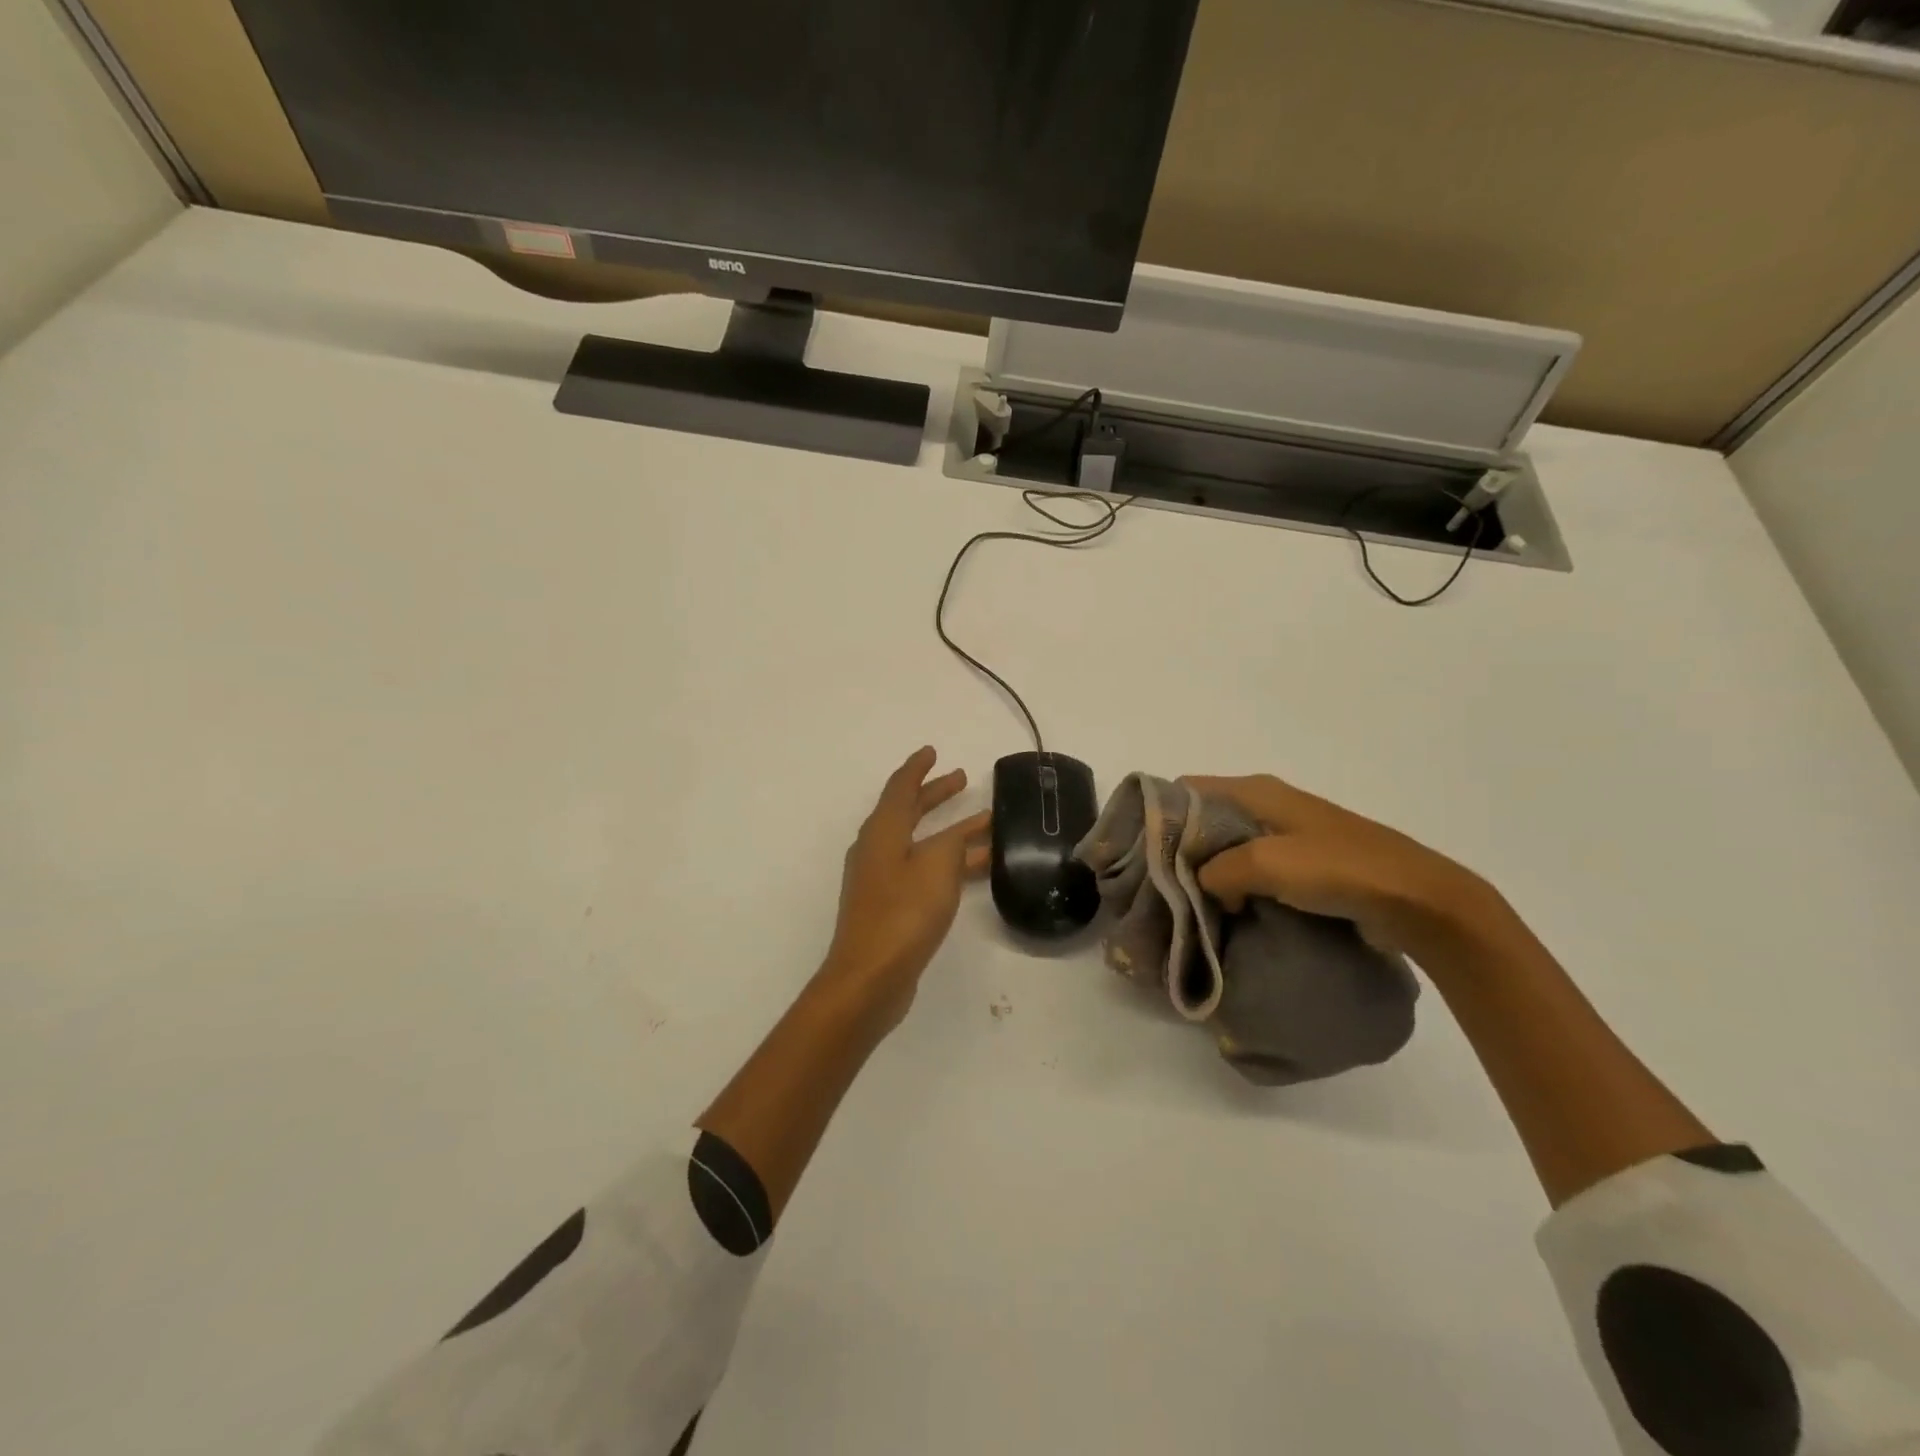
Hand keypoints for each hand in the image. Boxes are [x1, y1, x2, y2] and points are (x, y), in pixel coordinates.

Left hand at [822, 747, 990, 1031]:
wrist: (870, 977)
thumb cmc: (903, 913)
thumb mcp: (936, 866)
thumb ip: (952, 841)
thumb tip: (959, 833)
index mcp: (882, 831)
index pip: (900, 787)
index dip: (918, 768)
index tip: (932, 751)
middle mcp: (877, 849)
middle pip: (907, 811)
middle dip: (934, 794)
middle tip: (961, 779)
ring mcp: (881, 879)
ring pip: (920, 842)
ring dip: (949, 830)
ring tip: (984, 822)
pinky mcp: (890, 905)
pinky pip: (923, 868)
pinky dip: (947, 861)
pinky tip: (974, 867)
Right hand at [1184, 774, 1499, 955]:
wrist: (1419, 900)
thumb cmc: (1340, 868)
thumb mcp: (1267, 863)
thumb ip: (1218, 870)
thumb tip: (1202, 886)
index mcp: (1255, 790)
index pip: (1186, 789)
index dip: (1159, 814)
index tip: (1140, 851)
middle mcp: (1266, 805)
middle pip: (1203, 820)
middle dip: (1179, 850)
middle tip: (1159, 886)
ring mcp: (1286, 836)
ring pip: (1227, 849)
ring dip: (1207, 874)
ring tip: (1186, 905)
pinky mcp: (1302, 865)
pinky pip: (1252, 872)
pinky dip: (1234, 888)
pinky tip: (1224, 914)